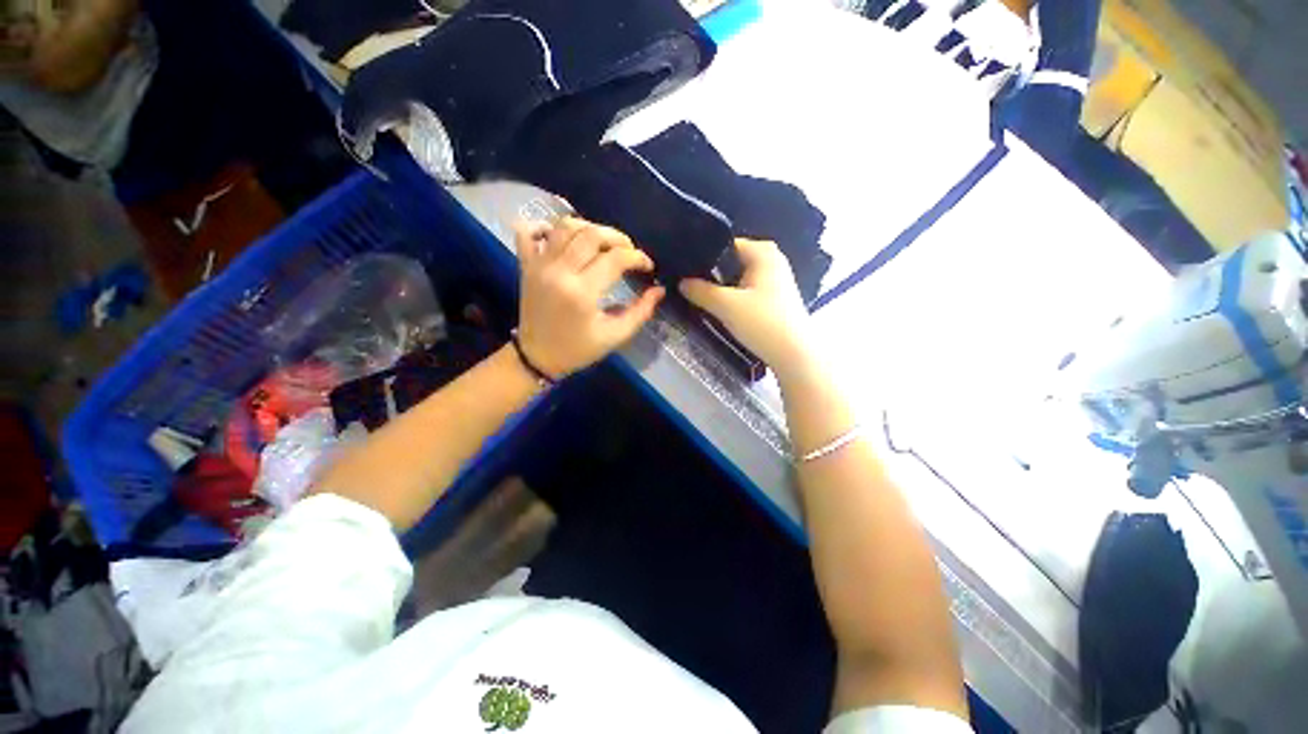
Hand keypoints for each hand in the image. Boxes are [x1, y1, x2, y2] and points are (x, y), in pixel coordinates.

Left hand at [515, 217, 665, 378]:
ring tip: (602, 243)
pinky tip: (561, 236)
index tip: (647, 266)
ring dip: (589, 227)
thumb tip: (659, 290)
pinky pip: (528, 232)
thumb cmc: (578, 349)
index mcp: (582, 292)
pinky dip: (543, 226)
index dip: (638, 257)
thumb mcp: (614, 336)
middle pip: (592, 234)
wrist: (537, 357)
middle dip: (618, 238)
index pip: (616, 259)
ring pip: (565, 226)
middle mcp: (560, 271)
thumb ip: (640, 312)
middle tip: (629, 251)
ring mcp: (539, 265)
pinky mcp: (526, 265)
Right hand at [680, 239, 812, 377]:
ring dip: (722, 288)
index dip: (703, 256)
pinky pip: (747, 291)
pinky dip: (734, 297)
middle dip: (711, 274)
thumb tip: (681, 282)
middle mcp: (771, 260)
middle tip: (688, 285)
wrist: (794, 355)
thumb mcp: (725, 305)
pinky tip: (721, 309)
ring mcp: (776, 280)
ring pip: (739, 278)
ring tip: (700, 297)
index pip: (725, 244)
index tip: (684, 270)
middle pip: (731, 262)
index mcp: (762, 252)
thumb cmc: (762, 322)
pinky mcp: (776, 299)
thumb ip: (700, 291)